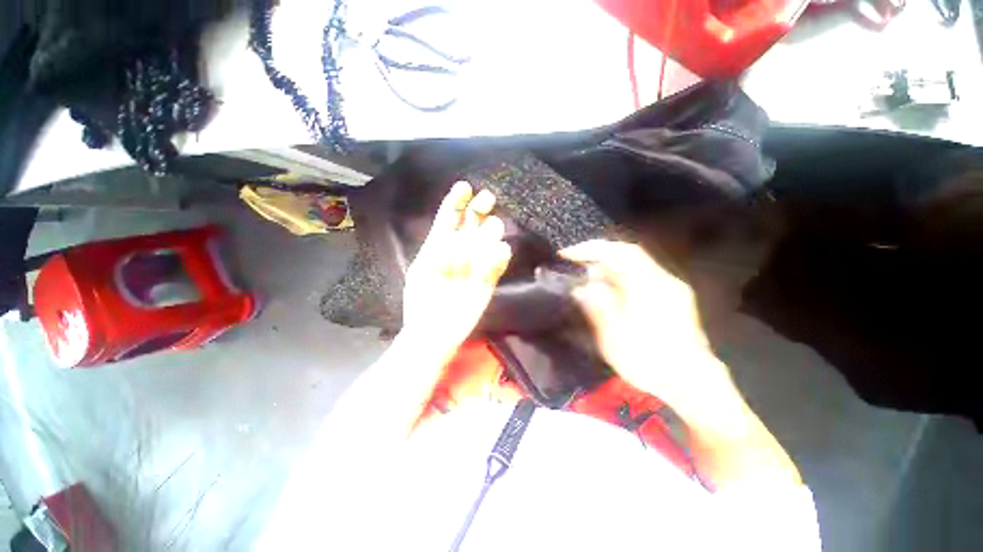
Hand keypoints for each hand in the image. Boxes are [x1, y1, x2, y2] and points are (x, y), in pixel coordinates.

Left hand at [402, 182, 511, 354]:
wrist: (433, 331)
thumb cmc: (421, 301)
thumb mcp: (421, 270)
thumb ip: (437, 250)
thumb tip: (456, 234)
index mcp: (440, 245)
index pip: (450, 217)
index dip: (457, 201)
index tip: (465, 187)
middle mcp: (460, 250)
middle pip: (472, 223)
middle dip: (479, 208)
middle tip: (486, 200)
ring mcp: (476, 264)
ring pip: (488, 239)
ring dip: (490, 231)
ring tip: (491, 229)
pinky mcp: (488, 280)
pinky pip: (498, 264)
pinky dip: (500, 256)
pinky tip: (500, 251)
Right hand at [561, 240, 729, 406]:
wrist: (693, 386)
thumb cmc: (650, 362)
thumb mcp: (614, 337)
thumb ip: (597, 306)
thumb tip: (581, 288)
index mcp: (649, 287)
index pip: (618, 252)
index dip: (590, 249)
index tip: (566, 255)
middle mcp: (663, 281)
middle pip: (628, 253)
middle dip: (599, 256)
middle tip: (576, 267)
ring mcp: (671, 288)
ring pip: (635, 264)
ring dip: (609, 268)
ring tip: (590, 283)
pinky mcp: (673, 297)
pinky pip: (641, 276)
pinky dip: (621, 277)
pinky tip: (611, 293)